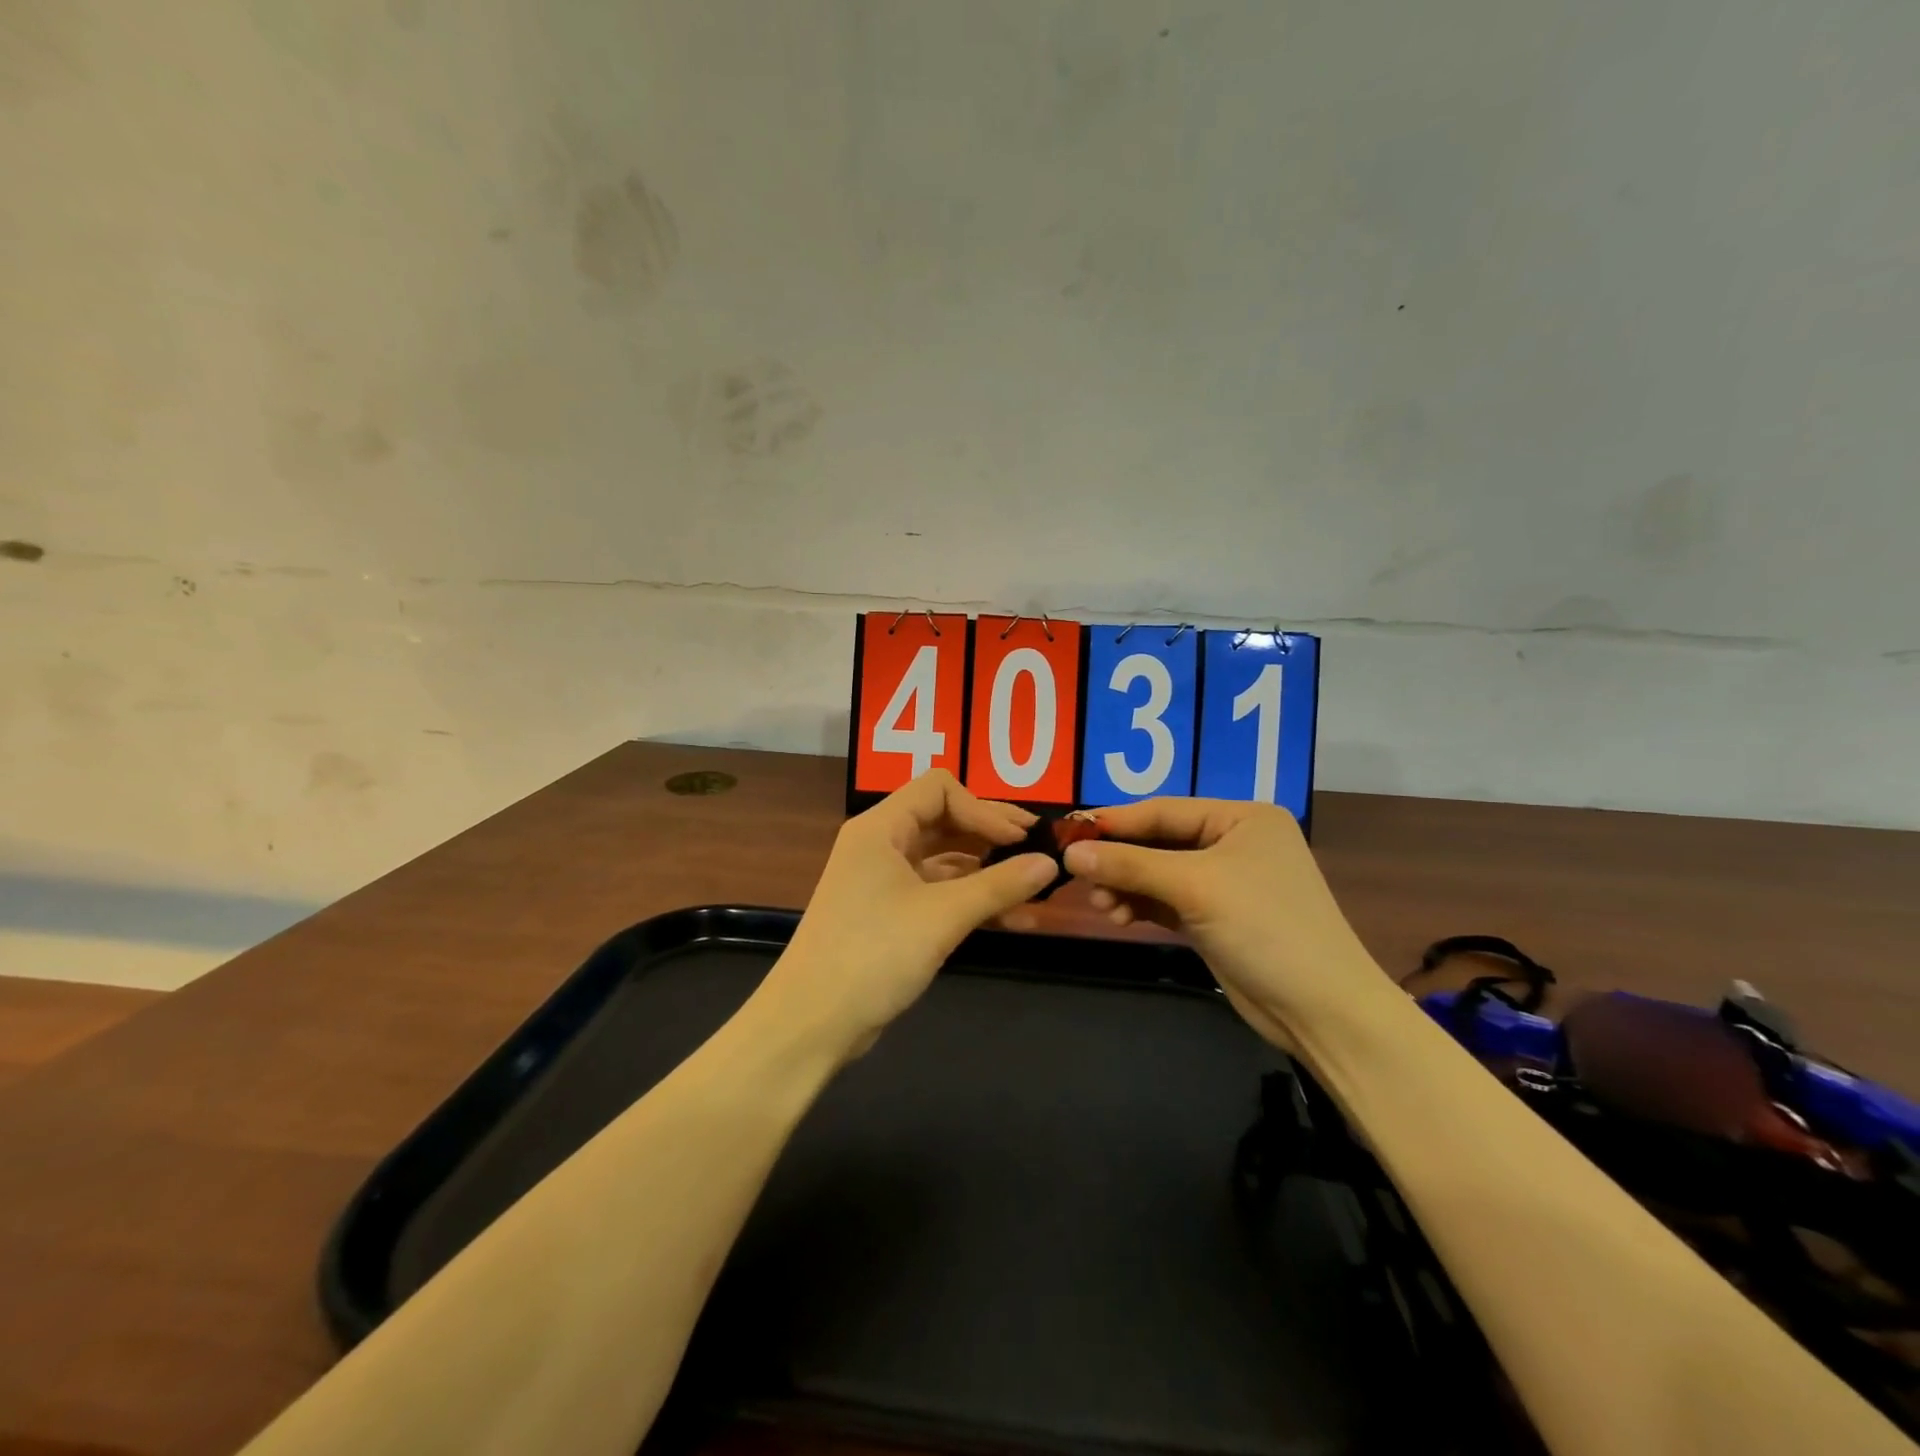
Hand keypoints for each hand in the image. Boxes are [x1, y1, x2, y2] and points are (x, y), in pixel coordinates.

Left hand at [760, 771, 1057, 1055]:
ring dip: (988, 872)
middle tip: (1039, 851)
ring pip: (946, 860)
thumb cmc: (874, 954)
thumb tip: (1050, 863)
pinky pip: (939, 893)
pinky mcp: (890, 915)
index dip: (984, 808)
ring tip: (1036, 891)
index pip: (940, 789)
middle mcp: (881, 844)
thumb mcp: (943, 916)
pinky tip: (1013, 919)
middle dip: (992, 835)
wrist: (812, 1023)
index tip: (1020, 839)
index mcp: (881, 827)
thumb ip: (999, 885)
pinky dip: (972, 900)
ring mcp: (884, 881)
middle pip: (945, 820)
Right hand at [1059, 799, 1393, 1041]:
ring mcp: (1224, 882)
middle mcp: (1233, 842)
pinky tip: (1117, 916)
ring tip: (1102, 906)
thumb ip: (1130, 865)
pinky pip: (1165, 900)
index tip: (1068, 834)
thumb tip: (1070, 853)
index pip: (1164, 810)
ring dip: (1126, 886)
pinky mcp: (1215, 918)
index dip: (1115, 822)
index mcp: (1241, 818)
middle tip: (1080, 878)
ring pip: (1158, 873)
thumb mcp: (1194, 887)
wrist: (1322, 1010)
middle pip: (1159, 841)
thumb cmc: (1265, 928)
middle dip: (1120, 861)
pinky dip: (1140, 905)